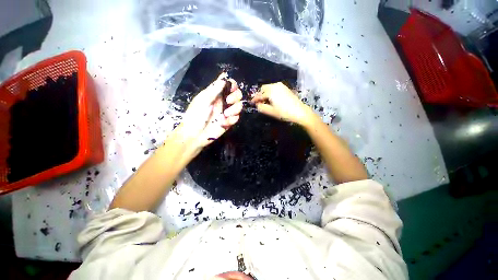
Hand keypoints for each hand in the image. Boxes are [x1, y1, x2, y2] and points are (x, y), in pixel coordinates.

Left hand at [177, 73, 242, 150]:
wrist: (195, 135)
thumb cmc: (195, 116)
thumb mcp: (203, 101)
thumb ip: (214, 89)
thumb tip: (224, 75)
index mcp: (215, 94)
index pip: (229, 84)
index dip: (233, 84)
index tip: (231, 88)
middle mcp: (223, 101)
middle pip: (237, 94)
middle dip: (236, 97)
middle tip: (228, 102)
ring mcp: (227, 112)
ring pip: (239, 106)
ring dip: (234, 109)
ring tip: (225, 115)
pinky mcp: (229, 122)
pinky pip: (236, 118)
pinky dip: (231, 120)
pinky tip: (223, 123)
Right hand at [251, 82, 313, 125]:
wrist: (300, 112)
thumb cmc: (284, 113)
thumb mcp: (271, 112)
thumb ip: (262, 107)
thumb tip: (257, 104)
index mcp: (270, 91)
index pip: (259, 94)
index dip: (255, 99)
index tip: (251, 103)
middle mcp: (275, 86)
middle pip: (263, 88)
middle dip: (260, 94)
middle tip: (258, 102)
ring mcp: (281, 86)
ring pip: (269, 87)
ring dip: (265, 93)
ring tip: (265, 101)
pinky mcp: (285, 88)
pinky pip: (274, 88)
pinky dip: (271, 92)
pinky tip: (272, 98)